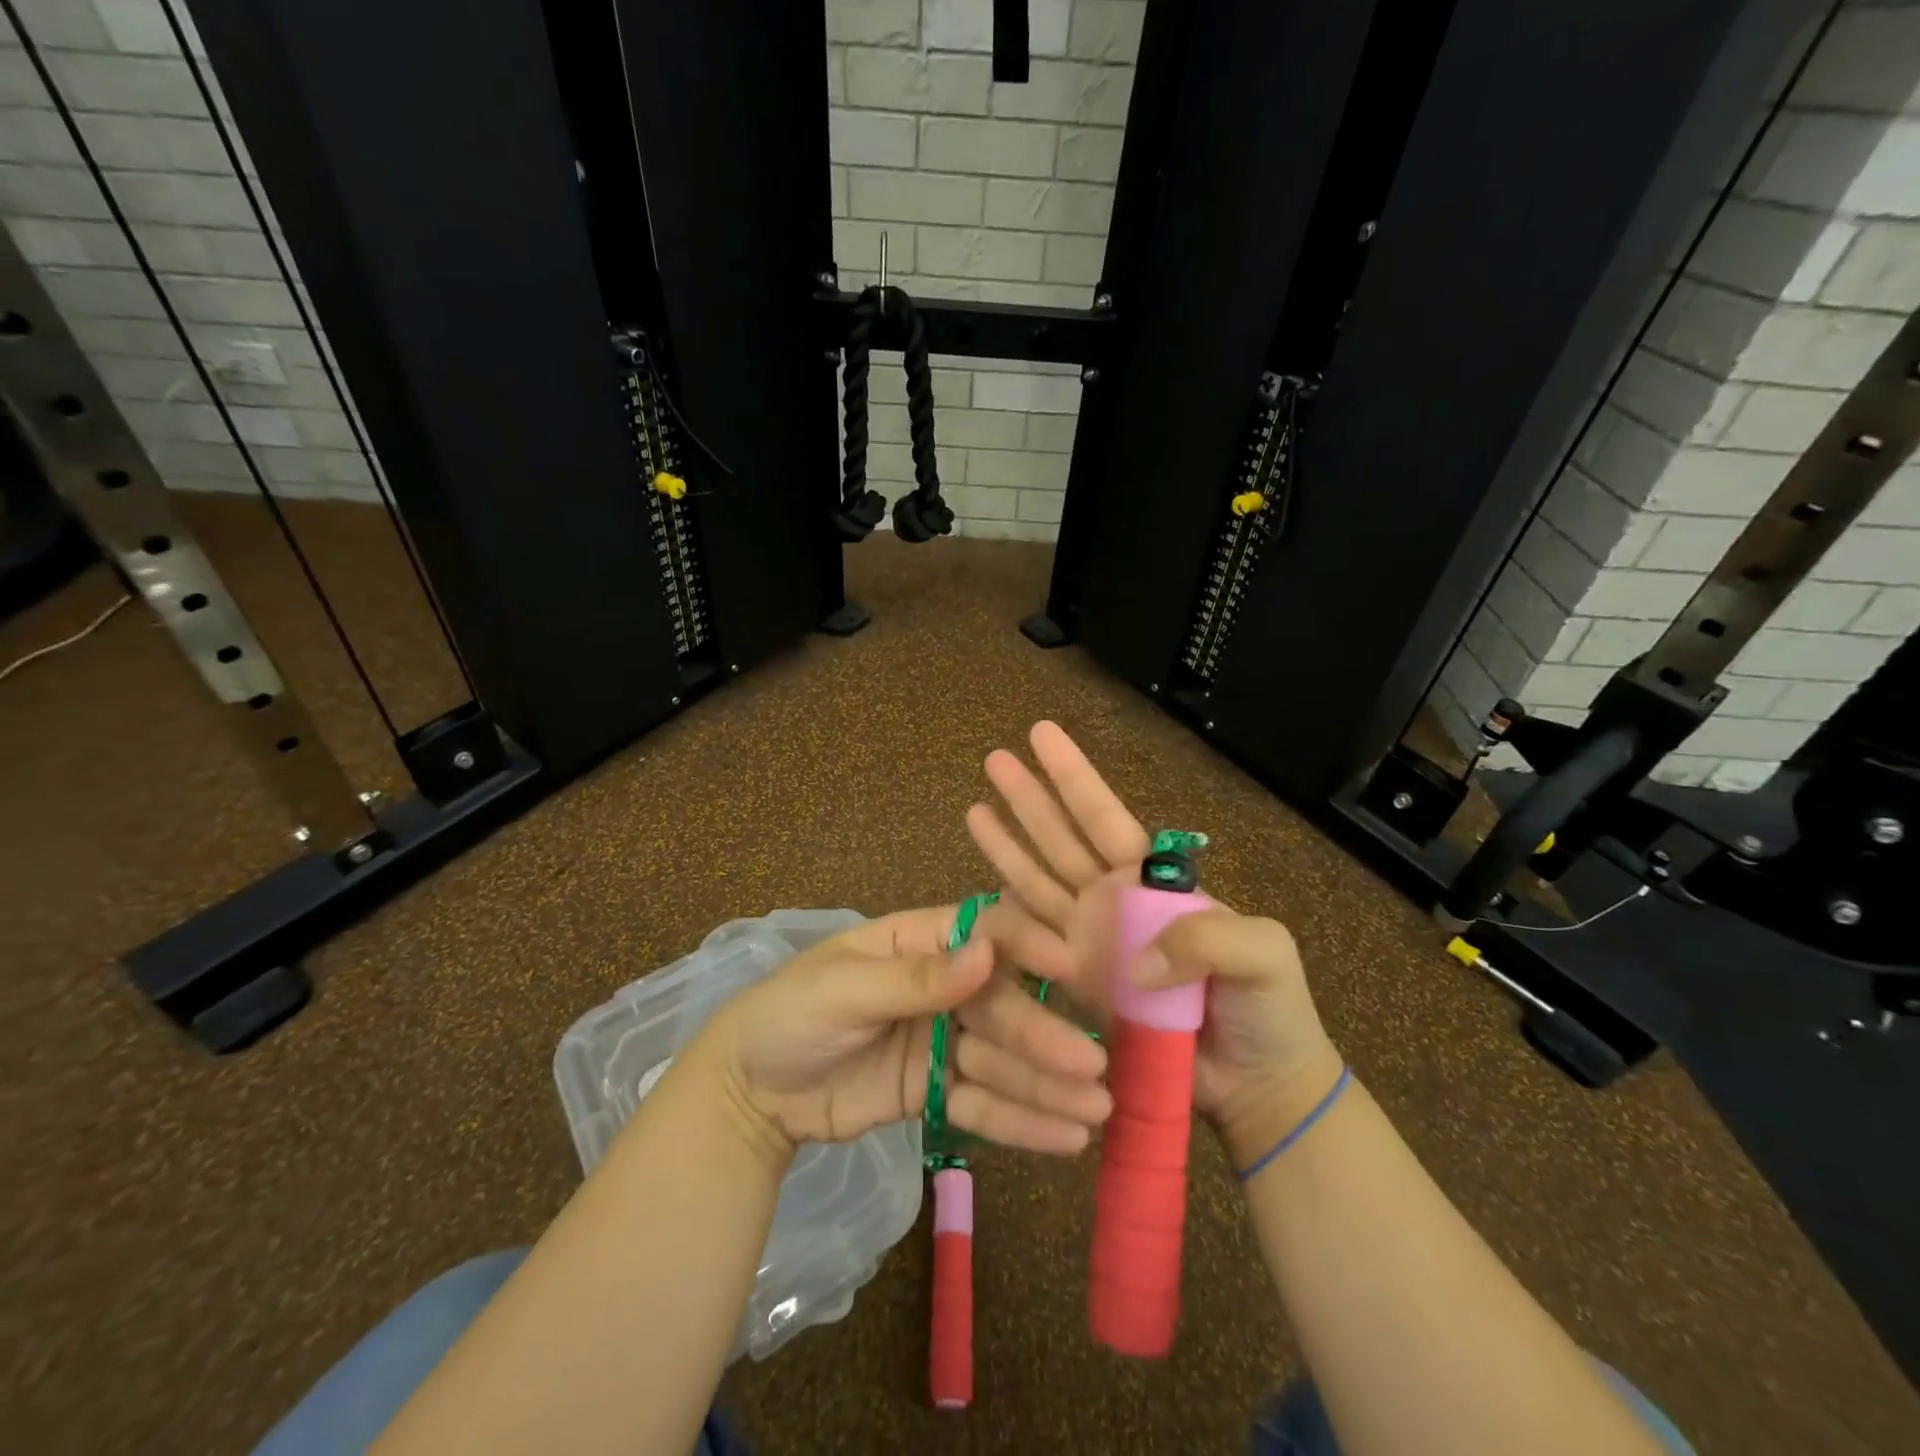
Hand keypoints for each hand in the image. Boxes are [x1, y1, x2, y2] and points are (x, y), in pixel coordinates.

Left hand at [693, 906, 1112, 1159]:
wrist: (746, 1094)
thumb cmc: (789, 1015)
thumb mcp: (843, 989)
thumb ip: (915, 979)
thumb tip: (986, 954)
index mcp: (918, 942)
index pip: (984, 932)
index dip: (1027, 946)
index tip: (1071, 968)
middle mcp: (941, 987)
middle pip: (1001, 1005)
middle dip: (1043, 1034)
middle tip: (1092, 1066)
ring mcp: (941, 1041)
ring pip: (1002, 1058)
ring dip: (1047, 1083)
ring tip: (1096, 1110)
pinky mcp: (936, 1092)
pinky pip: (983, 1103)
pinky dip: (1021, 1119)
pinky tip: (1065, 1135)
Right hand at [965, 722, 1341, 1162]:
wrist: (1256, 1083)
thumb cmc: (1268, 1009)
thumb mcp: (1261, 952)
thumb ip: (1203, 938)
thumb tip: (1130, 964)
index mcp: (1153, 881)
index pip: (1103, 817)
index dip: (1073, 776)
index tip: (1042, 735)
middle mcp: (1113, 900)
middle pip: (1060, 838)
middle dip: (1029, 797)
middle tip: (994, 758)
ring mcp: (1089, 941)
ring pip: (1036, 881)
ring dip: (1006, 844)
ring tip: (974, 808)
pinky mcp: (1074, 984)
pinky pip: (1032, 943)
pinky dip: (1006, 915)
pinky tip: (981, 887)